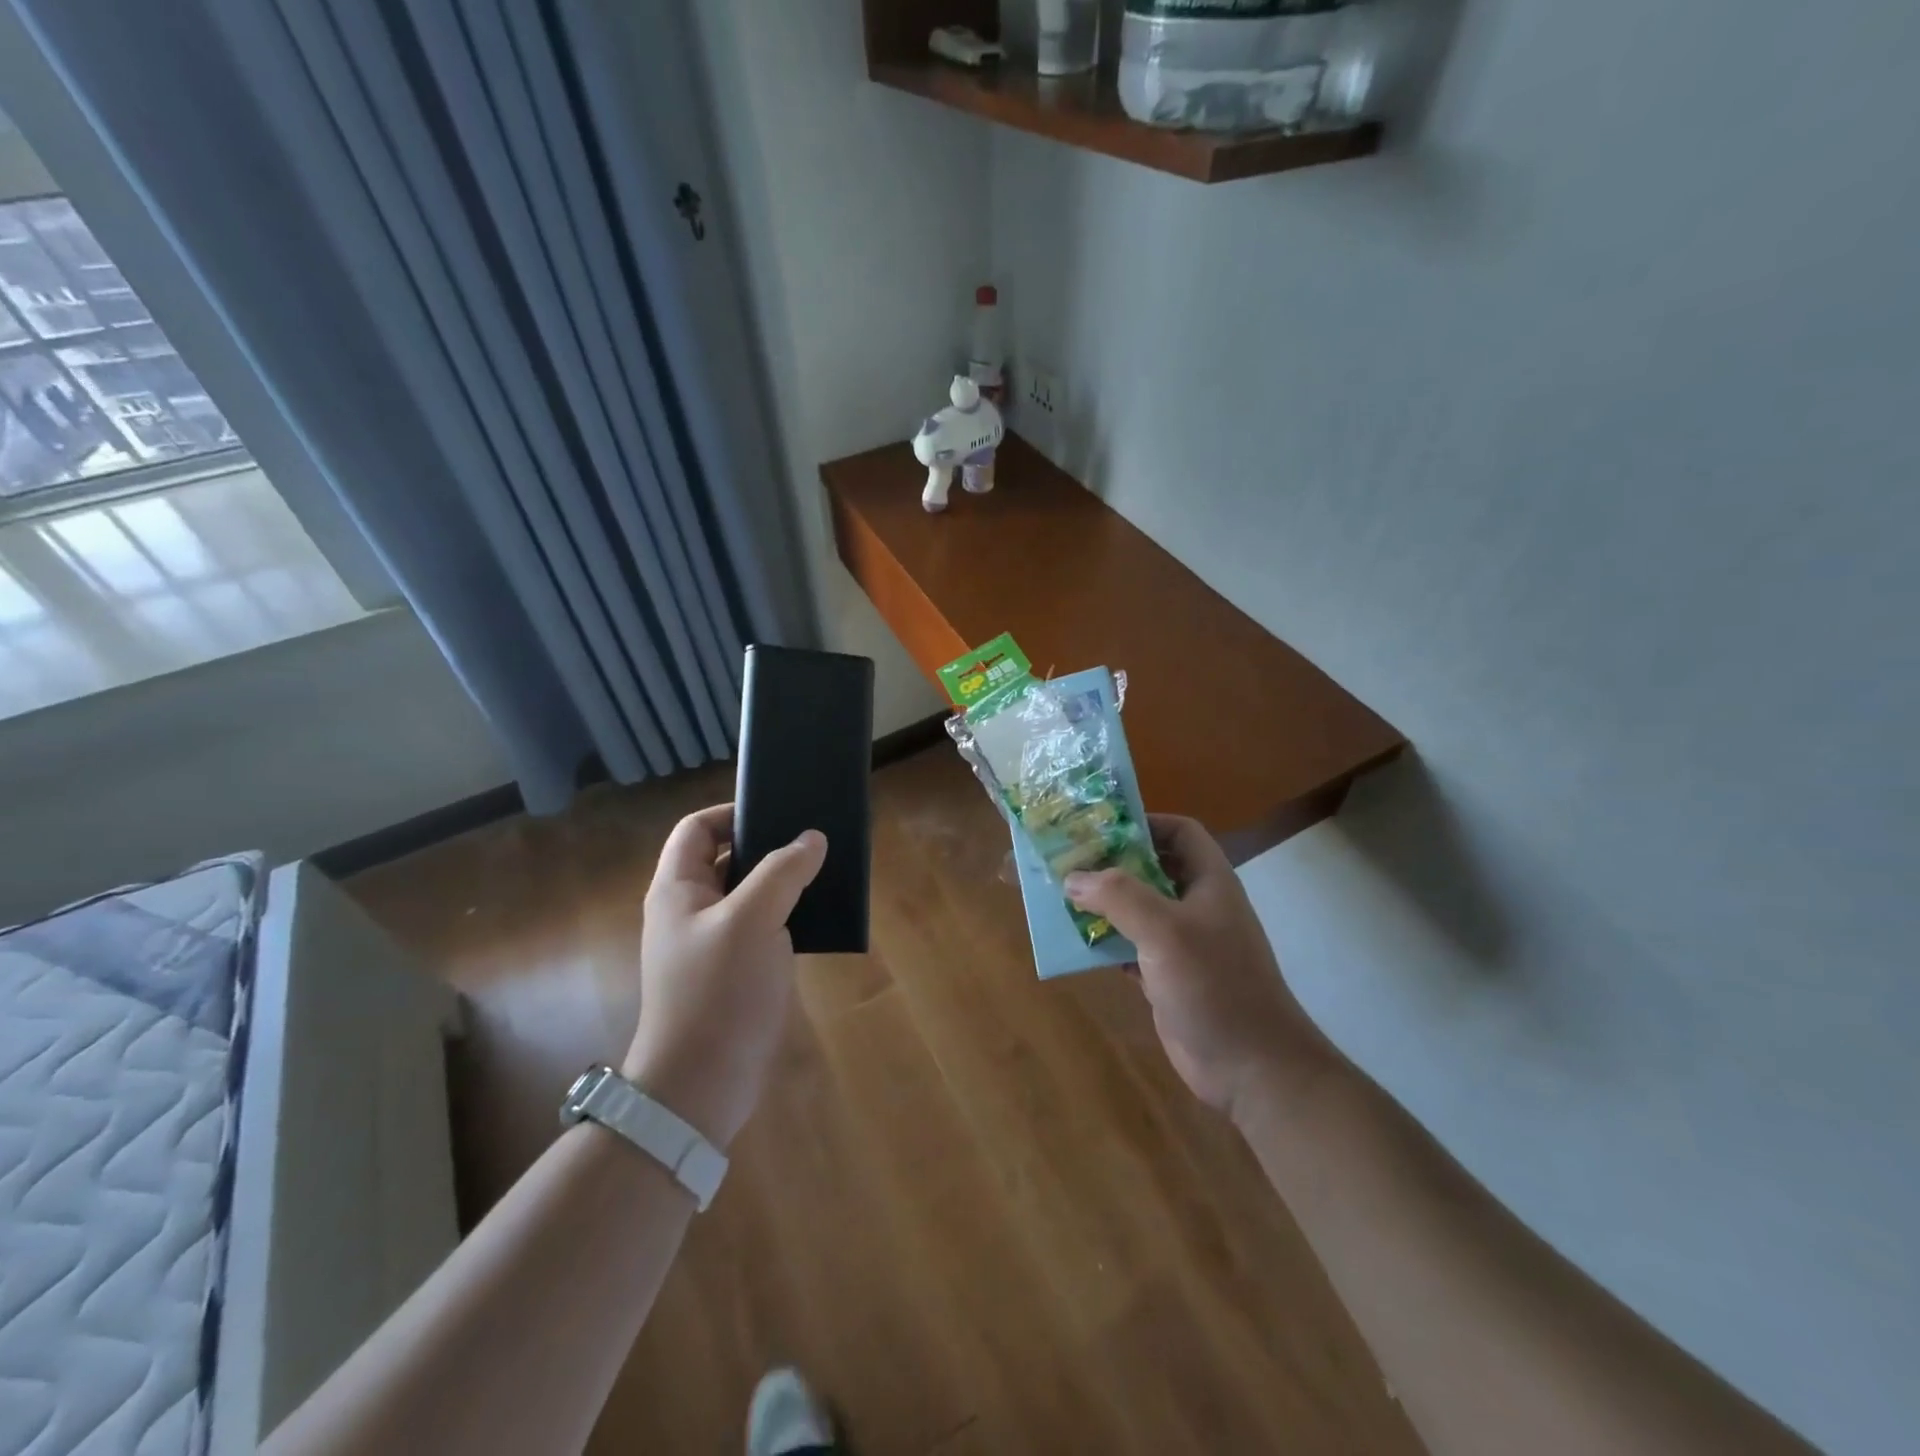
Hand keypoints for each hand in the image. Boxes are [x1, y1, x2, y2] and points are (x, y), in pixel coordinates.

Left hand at [622, 804, 825, 1148]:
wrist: (702, 1084)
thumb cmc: (718, 991)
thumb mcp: (753, 920)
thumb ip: (783, 872)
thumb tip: (812, 838)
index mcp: (678, 889)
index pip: (698, 828)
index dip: (733, 812)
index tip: (779, 811)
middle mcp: (692, 910)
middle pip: (727, 858)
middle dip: (768, 845)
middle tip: (813, 840)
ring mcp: (713, 942)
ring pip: (750, 894)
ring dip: (784, 881)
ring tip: (825, 872)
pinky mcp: (735, 971)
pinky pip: (763, 927)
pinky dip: (788, 915)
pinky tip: (819, 916)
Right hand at [1066, 816, 1333, 1120]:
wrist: (1251, 1068)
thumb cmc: (1215, 986)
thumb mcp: (1166, 931)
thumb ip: (1118, 896)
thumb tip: (1072, 878)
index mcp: (1208, 881)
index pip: (1179, 832)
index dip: (1143, 823)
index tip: (1097, 827)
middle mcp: (1195, 905)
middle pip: (1148, 868)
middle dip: (1108, 862)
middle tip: (1062, 859)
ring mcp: (1181, 943)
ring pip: (1133, 908)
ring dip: (1098, 902)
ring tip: (1055, 895)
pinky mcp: (1166, 976)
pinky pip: (1127, 945)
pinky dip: (1101, 940)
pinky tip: (1071, 941)